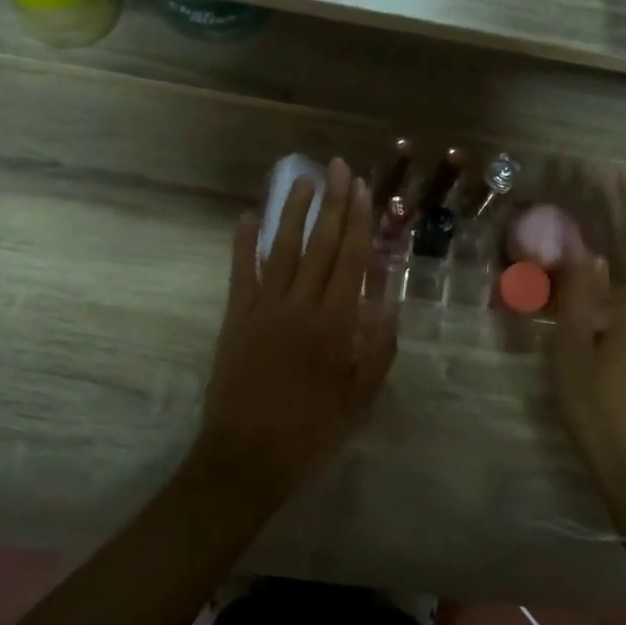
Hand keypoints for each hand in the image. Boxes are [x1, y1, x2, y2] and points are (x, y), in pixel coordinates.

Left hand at [195, 158, 398, 504]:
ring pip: (281, 250)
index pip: (351, 259)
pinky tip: (248, 218)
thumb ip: (377, 350)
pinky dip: (243, 244)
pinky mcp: (235, 319)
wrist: (247, 457)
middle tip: (338, 168)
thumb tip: (390, 305)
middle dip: (331, 203)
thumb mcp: (359, 399)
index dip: (358, 221)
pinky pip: (240, 274)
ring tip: (302, 180)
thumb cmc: (311, 431)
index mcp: (334, 324)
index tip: (362, 188)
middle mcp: (300, 306)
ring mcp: (263, 309)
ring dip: (292, 212)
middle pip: (320, 245)